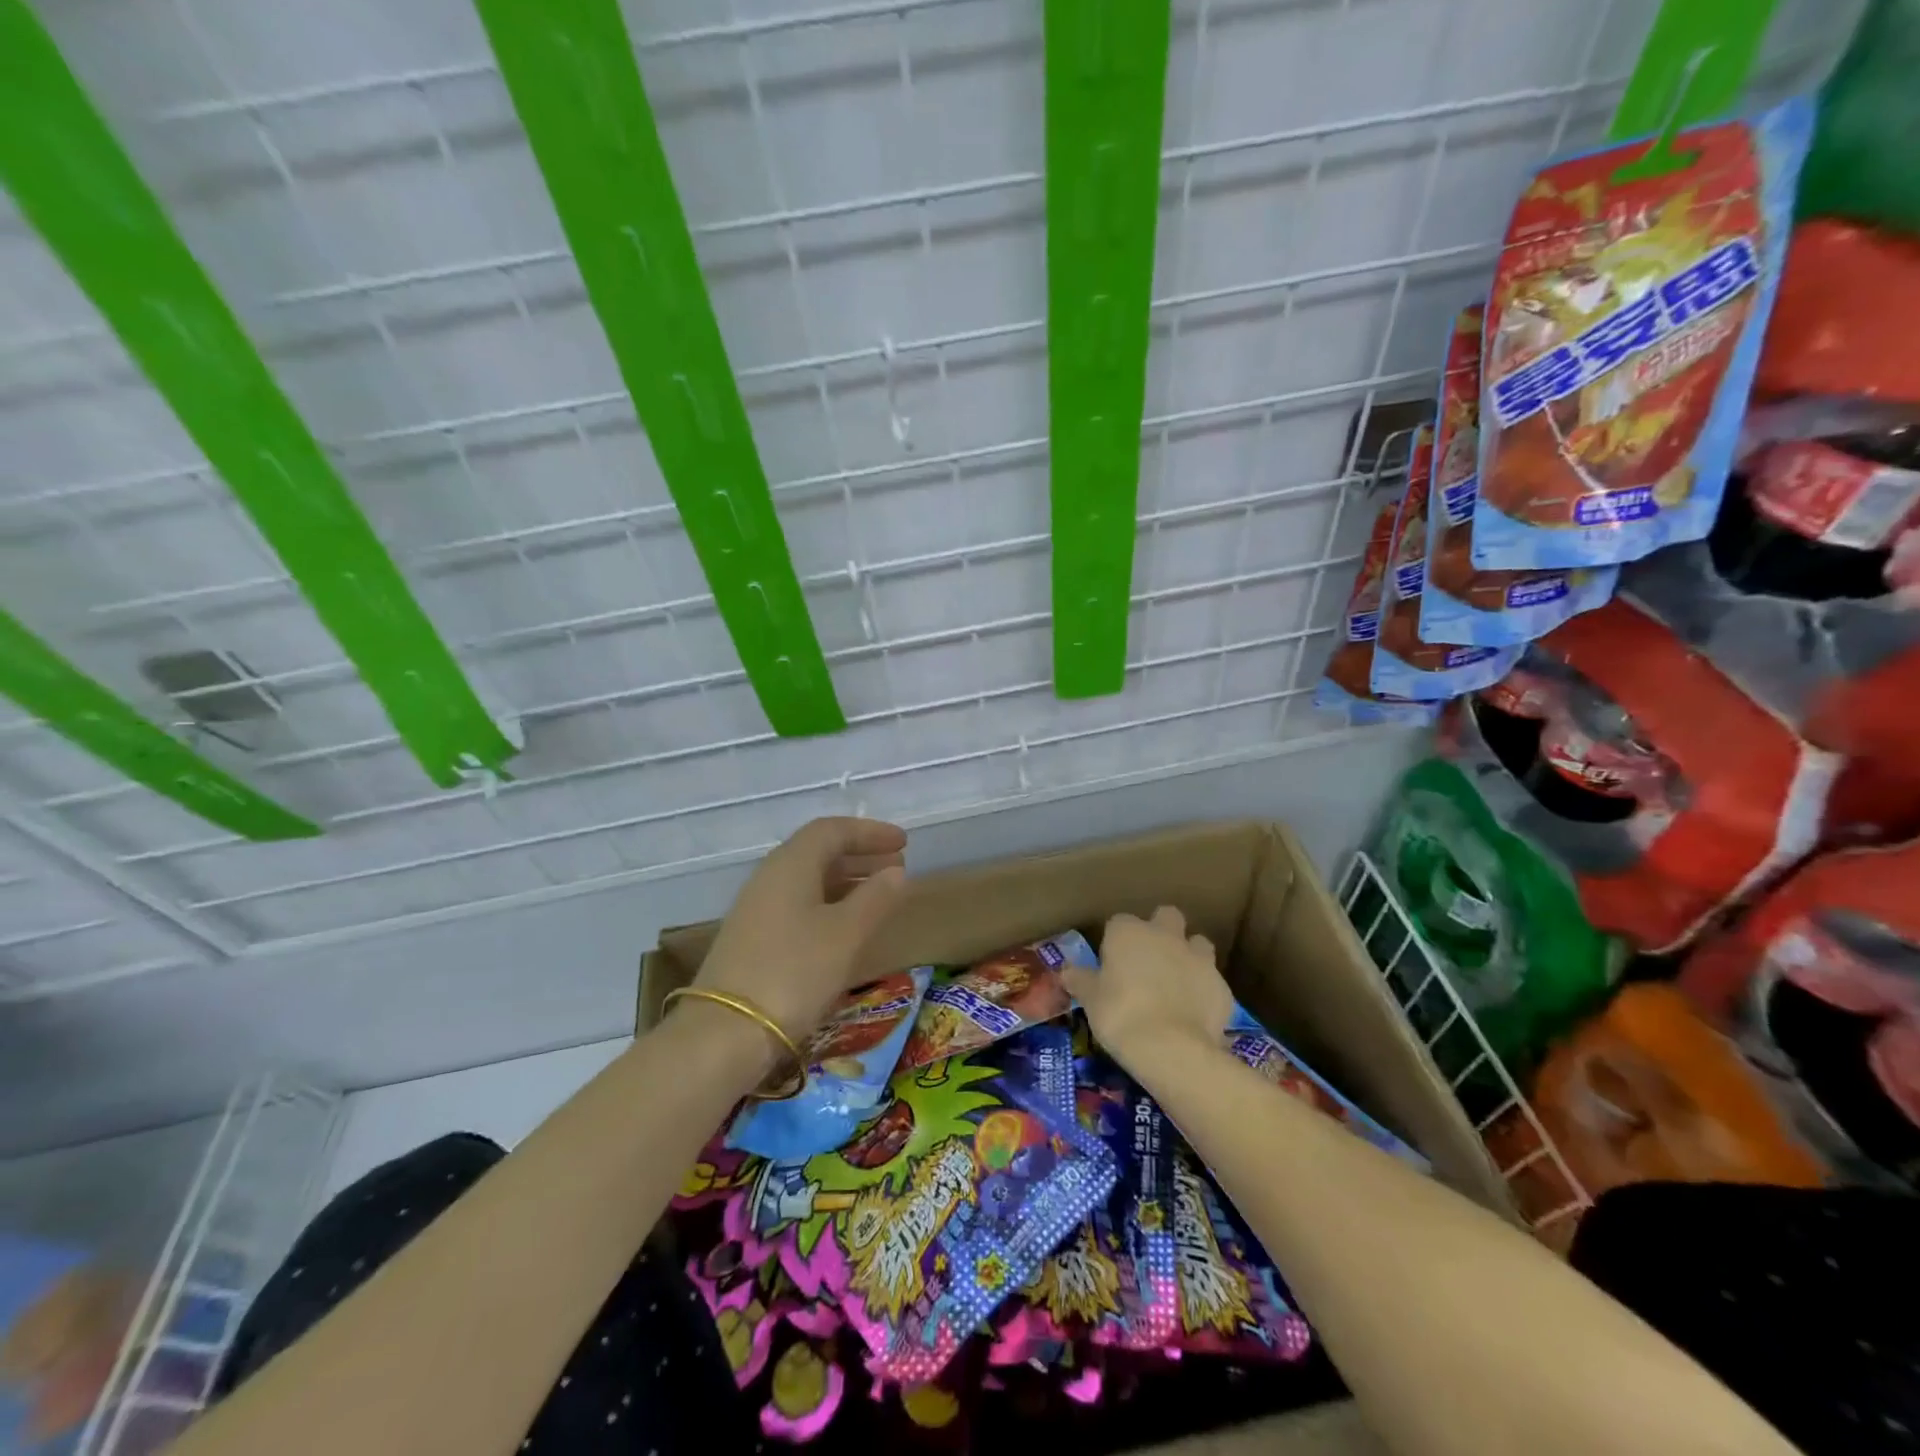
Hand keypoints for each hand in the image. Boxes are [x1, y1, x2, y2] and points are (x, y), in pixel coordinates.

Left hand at [690, 818, 908, 1048]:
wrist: (725, 1033)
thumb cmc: (794, 972)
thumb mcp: (846, 934)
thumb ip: (875, 898)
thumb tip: (896, 873)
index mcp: (791, 864)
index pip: (832, 830)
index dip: (870, 832)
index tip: (904, 843)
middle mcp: (770, 877)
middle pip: (818, 851)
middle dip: (860, 855)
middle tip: (897, 868)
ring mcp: (757, 909)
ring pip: (808, 879)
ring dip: (846, 881)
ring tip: (879, 895)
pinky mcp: (752, 938)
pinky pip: (798, 904)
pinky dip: (829, 903)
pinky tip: (845, 927)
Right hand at [1065, 906, 1234, 1068]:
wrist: (1171, 1048)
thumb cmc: (1120, 1015)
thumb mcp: (1090, 1000)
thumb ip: (1081, 980)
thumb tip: (1067, 972)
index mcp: (1129, 932)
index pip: (1119, 922)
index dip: (1116, 940)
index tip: (1112, 962)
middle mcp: (1165, 935)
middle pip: (1166, 916)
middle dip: (1161, 930)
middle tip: (1150, 960)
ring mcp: (1198, 958)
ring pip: (1197, 943)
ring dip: (1189, 956)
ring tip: (1177, 983)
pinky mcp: (1222, 986)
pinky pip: (1212, 981)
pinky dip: (1204, 991)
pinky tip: (1194, 1013)